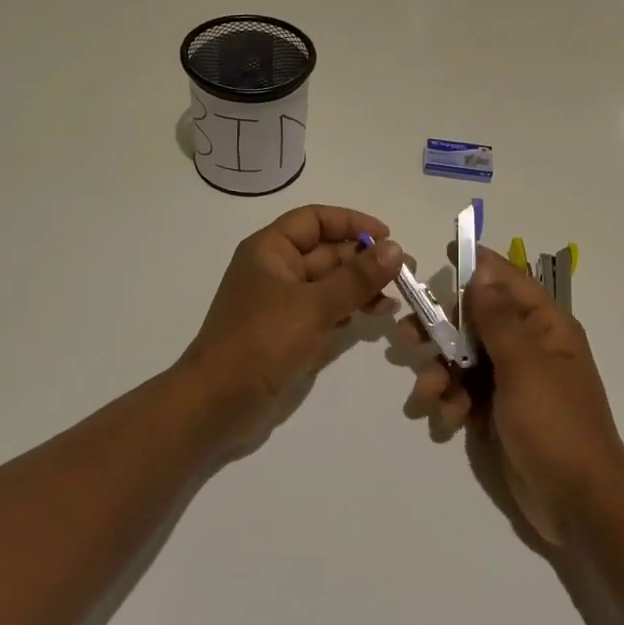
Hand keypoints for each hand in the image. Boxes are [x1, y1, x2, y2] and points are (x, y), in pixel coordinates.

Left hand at [183, 204, 404, 452]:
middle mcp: (275, 270)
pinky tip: (373, 317)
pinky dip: (349, 309)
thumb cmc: (260, 342)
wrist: (216, 404)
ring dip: (361, 286)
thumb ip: (356, 278)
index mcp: (270, 250)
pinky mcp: (288, 333)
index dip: (351, 223)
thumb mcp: (313, 306)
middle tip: (407, 273)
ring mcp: (281, 303)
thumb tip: (395, 248)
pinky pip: (324, 310)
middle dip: (364, 259)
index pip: (315, 220)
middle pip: (326, 252)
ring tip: (396, 298)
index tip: (387, 237)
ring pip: (329, 283)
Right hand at [402, 247, 623, 543]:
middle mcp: (528, 347)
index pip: (508, 281)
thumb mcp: (525, 366)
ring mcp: (513, 381)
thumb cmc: (556, 425)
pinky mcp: (498, 412)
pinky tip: (447, 419)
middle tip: (407, 334)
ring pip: (463, 358)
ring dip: (441, 371)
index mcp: (545, 327)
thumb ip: (498, 319)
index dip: (477, 265)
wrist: (578, 504)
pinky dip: (450, 401)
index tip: (444, 253)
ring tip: (427, 393)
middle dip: (441, 328)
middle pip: (475, 320)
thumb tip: (482, 275)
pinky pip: (465, 392)